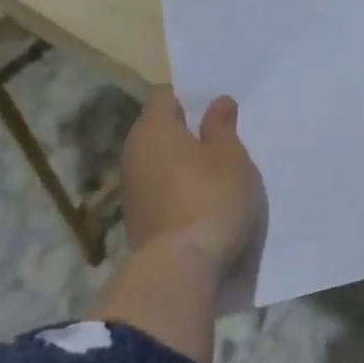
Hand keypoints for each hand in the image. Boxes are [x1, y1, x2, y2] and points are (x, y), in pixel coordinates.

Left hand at [120, 86, 263, 276]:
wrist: (180, 268)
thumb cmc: (210, 198)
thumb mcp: (230, 157)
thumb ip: (222, 126)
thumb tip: (217, 102)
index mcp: (155, 128)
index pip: (165, 95)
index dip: (191, 95)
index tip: (217, 107)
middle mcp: (135, 152)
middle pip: (160, 128)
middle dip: (188, 129)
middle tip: (224, 136)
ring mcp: (133, 187)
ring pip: (160, 160)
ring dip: (184, 161)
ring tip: (218, 169)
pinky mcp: (138, 216)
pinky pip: (161, 187)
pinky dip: (179, 186)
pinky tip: (204, 198)